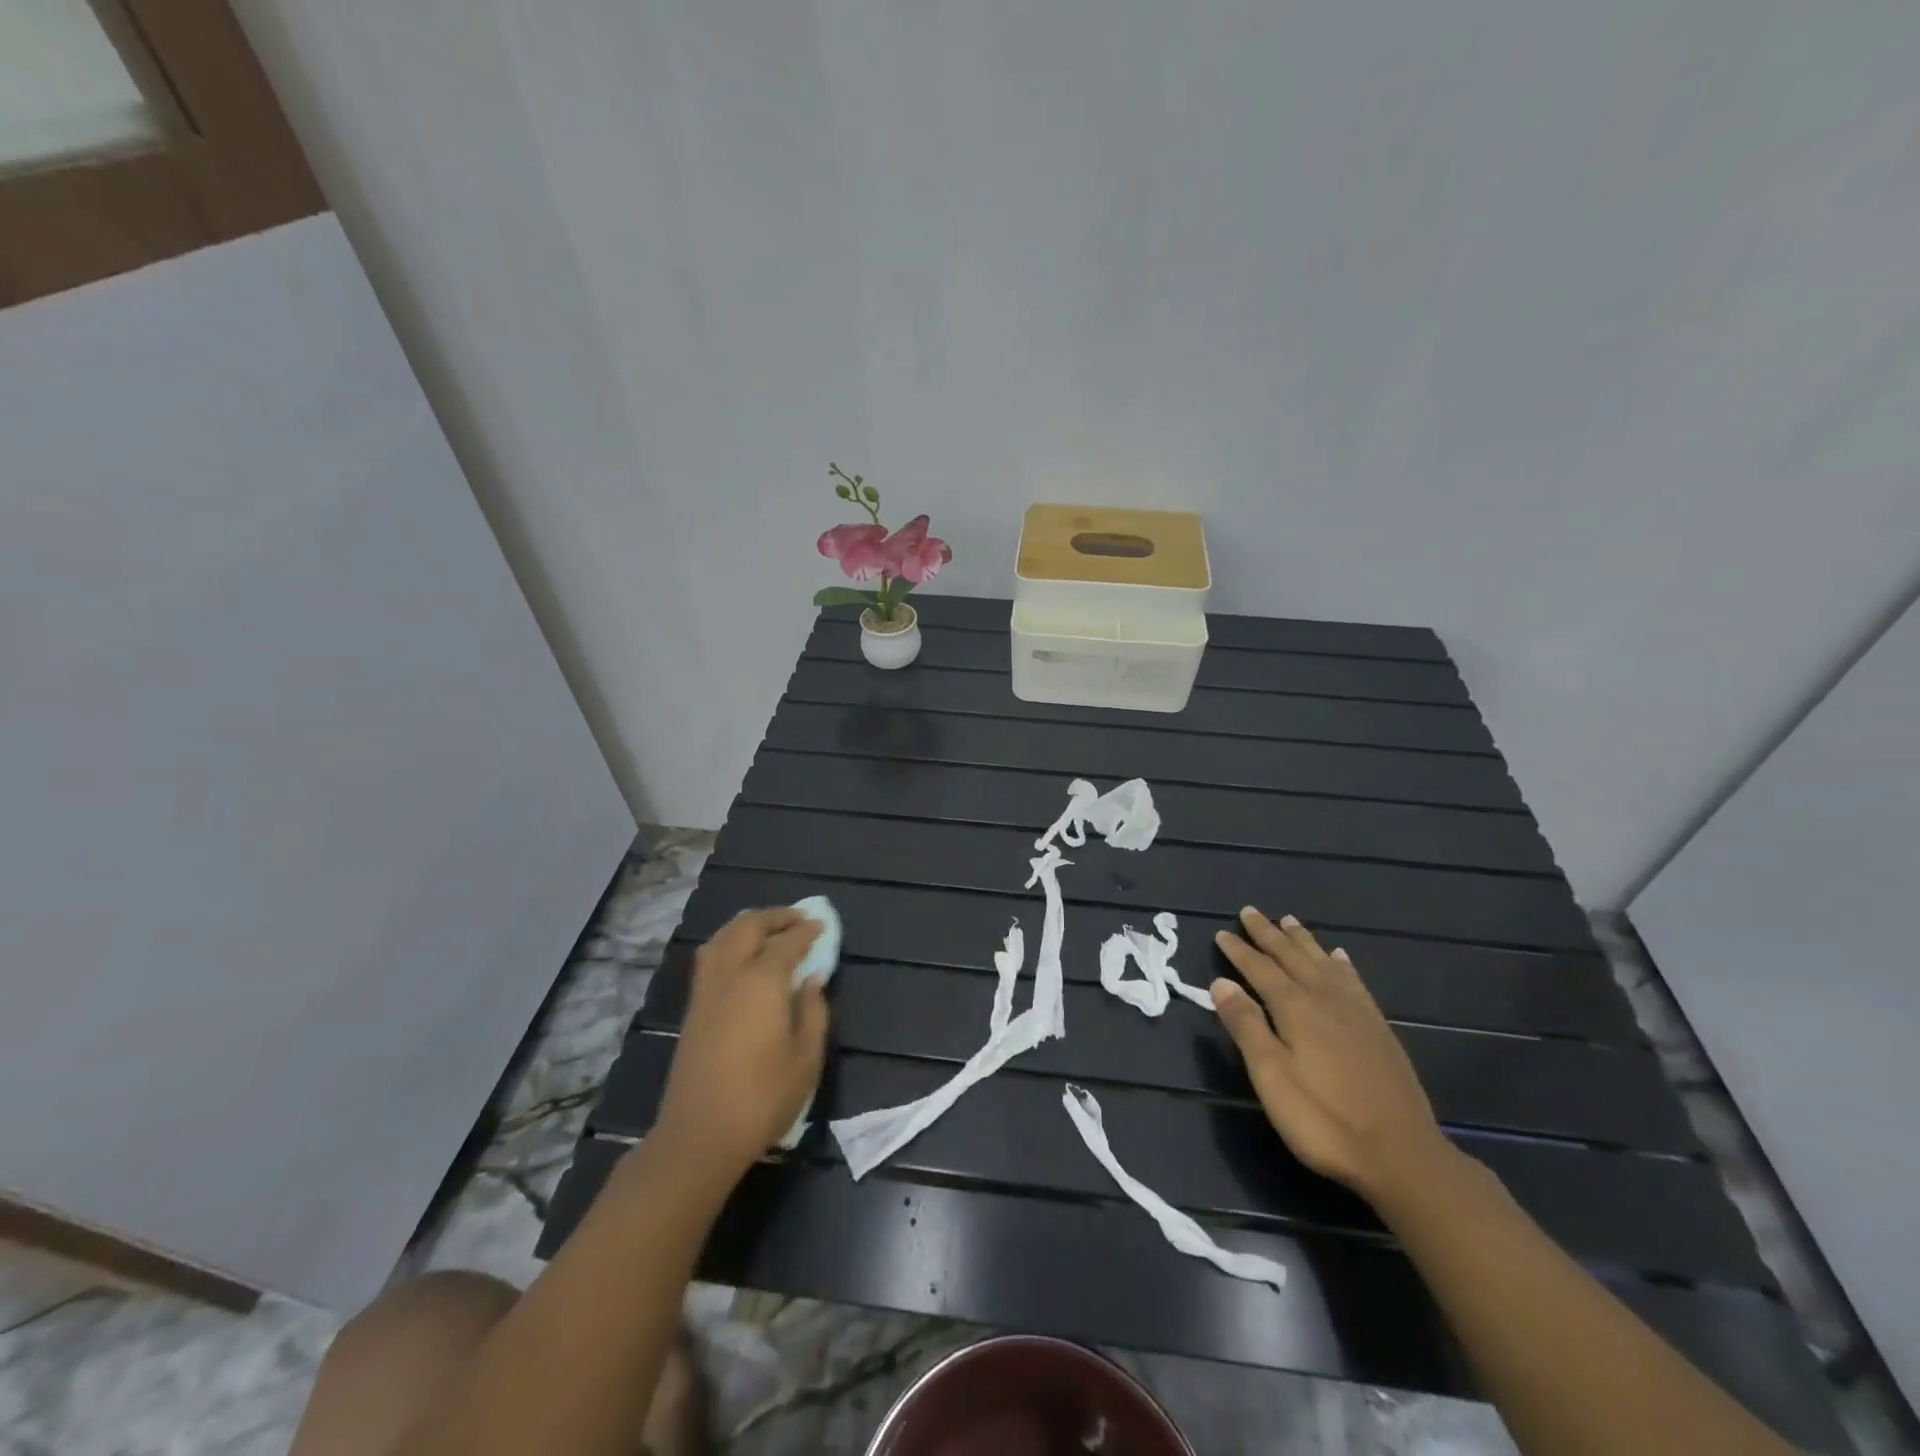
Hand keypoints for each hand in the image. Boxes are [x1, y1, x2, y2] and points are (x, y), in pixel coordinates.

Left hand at [653, 908, 829, 1187]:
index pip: (788, 942)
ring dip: (749, 925)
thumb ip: (814, 1012)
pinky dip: (731, 941)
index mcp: (762, 982)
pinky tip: (744, 956)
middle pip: (750, 927)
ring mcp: (707, 989)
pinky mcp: (693, 1007)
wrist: (699, 1135)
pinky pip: (712, 955)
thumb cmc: (762, 1098)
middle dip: (776, 917)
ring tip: (771, 931)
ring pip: (724, 936)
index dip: (807, 931)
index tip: (822, 925)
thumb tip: (811, 981)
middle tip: (799, 920)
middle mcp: (731, 974)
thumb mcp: (806, 1060)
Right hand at [1212, 908, 1453, 1204]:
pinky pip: (1354, 981)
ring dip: (1302, 941)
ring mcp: (1356, 1012)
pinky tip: (1340, 958)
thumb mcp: (1271, 1076)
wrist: (1402, 1155)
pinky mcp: (1378, 1029)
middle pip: (1291, 957)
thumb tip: (1221, 982)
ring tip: (1289, 921)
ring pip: (1323, 962)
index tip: (1222, 932)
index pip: (1259, 969)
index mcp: (1295, 1008)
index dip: (1239, 951)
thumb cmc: (1324, 1119)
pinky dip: (1341, 964)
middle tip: (1250, 912)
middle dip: (1268, 934)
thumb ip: (1246, 1026)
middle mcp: (1325, 998)